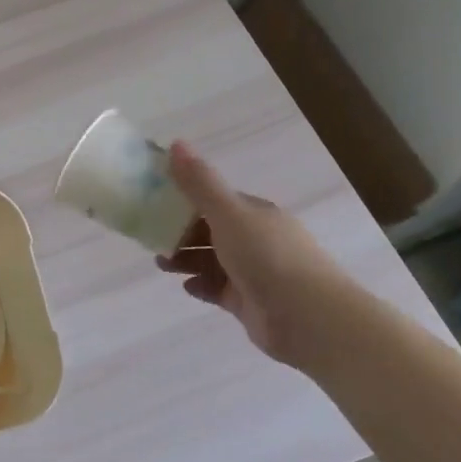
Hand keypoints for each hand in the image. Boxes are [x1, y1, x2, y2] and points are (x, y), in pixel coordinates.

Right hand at [156, 141, 346, 368]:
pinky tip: (186, 287)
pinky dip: (201, 285)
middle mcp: (256, 239)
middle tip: (151, 238)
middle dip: (180, 233)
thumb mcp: (229, 213)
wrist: (310, 319)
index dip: (184, 199)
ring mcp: (254, 272)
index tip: (154, 202)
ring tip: (161, 265)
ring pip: (212, 260)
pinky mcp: (250, 302)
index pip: (214, 200)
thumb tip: (176, 142)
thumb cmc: (268, 256)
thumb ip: (200, 182)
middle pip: (210, 230)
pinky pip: (218, 289)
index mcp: (254, 213)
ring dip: (186, 259)